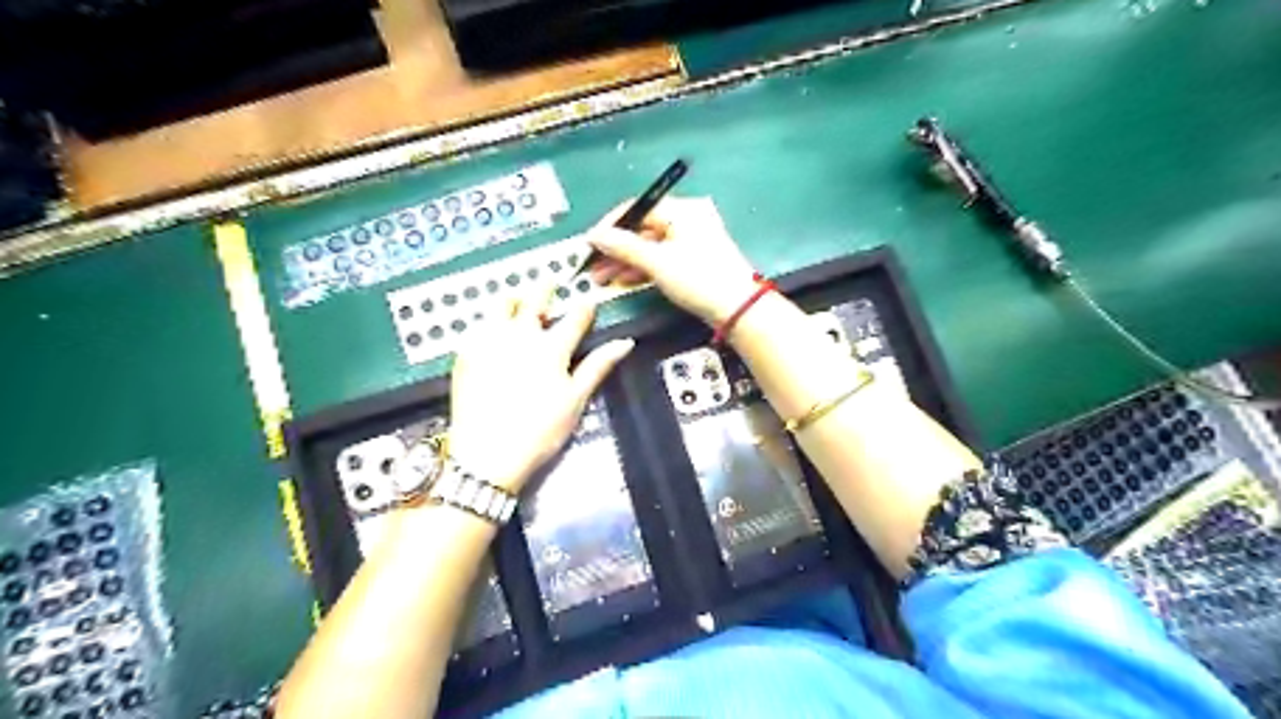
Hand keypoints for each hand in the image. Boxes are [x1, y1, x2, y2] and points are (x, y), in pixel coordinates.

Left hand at [448, 290, 633, 491]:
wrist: (487, 453)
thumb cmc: (539, 430)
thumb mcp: (575, 399)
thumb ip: (598, 366)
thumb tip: (625, 342)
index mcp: (552, 347)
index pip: (575, 317)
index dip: (585, 307)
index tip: (589, 300)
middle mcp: (520, 335)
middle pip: (535, 300)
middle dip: (546, 288)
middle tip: (551, 282)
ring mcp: (490, 340)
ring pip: (502, 304)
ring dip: (515, 298)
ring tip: (519, 298)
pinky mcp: (466, 352)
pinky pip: (478, 323)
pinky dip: (490, 318)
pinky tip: (492, 325)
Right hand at [591, 194, 757, 323]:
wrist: (737, 309)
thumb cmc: (698, 278)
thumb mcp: (657, 262)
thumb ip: (623, 246)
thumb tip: (594, 235)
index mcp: (682, 210)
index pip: (637, 208)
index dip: (610, 225)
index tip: (589, 243)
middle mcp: (687, 220)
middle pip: (642, 229)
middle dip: (615, 248)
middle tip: (591, 265)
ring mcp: (691, 241)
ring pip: (649, 247)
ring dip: (625, 261)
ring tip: (601, 278)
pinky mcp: (693, 262)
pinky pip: (661, 259)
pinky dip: (642, 269)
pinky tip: (622, 280)